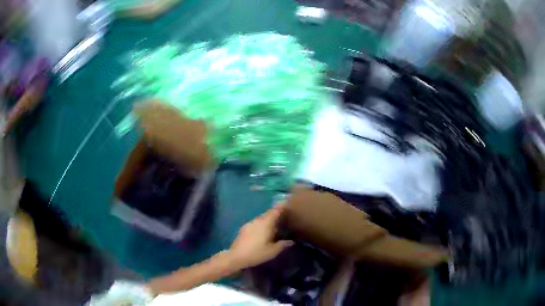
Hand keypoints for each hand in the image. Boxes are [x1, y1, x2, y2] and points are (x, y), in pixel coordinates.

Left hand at [228, 203, 293, 267]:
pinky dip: (261, 225)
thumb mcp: (273, 251)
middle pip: (268, 214)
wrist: (236, 256)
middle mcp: (257, 220)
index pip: (275, 211)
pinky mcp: (244, 228)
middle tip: (284, 217)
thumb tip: (291, 241)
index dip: (282, 207)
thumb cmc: (257, 253)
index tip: (288, 205)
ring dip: (268, 220)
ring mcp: (249, 223)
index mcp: (266, 223)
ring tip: (275, 226)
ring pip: (261, 218)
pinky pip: (256, 223)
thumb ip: (283, 244)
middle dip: (276, 214)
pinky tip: (263, 232)